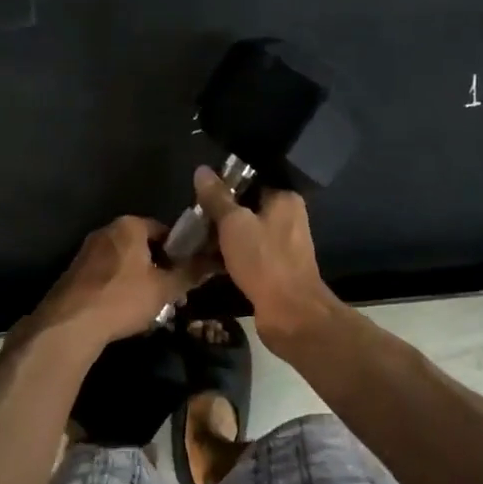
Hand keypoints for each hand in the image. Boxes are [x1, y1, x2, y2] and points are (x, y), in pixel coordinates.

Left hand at [26, 216, 207, 348]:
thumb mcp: (165, 288)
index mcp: (129, 225)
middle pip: (142, 245)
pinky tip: (124, 309)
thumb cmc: (123, 298)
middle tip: (171, 292)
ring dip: (139, 278)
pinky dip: (118, 286)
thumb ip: (190, 273)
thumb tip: (215, 262)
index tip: (187, 272)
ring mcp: (87, 251)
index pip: (164, 230)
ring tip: (150, 305)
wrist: (70, 324)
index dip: (179, 251)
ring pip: (124, 261)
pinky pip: (106, 274)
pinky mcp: (74, 272)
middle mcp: (106, 230)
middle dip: (158, 266)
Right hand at [192, 167, 339, 350]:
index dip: (223, 187)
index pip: (251, 182)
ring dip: (222, 239)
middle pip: (246, 208)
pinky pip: (248, 255)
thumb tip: (201, 170)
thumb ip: (217, 197)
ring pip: (246, 234)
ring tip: (192, 241)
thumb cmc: (264, 260)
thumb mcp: (234, 224)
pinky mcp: (275, 269)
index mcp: (284, 199)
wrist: (291, 313)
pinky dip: (230, 258)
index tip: (198, 195)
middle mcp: (288, 218)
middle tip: (191, 220)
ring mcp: (283, 246)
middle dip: (219, 215)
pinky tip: (206, 263)